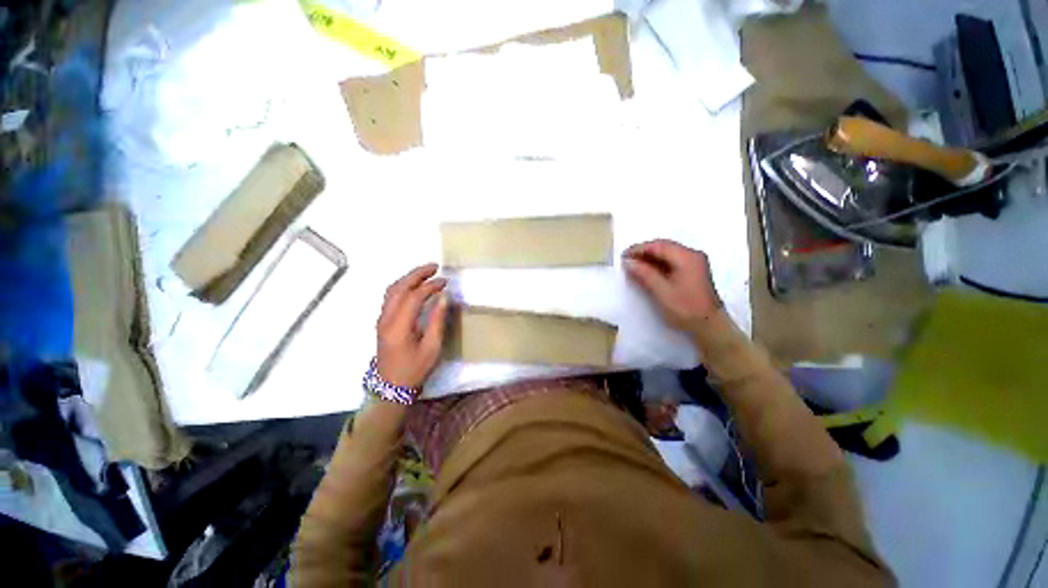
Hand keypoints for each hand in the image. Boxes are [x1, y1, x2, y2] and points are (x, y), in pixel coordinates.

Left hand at [376, 263, 448, 390]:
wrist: (391, 387)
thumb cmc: (415, 369)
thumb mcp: (432, 347)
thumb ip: (437, 320)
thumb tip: (443, 298)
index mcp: (399, 326)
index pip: (413, 297)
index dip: (430, 286)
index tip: (445, 282)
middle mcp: (386, 319)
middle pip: (399, 288)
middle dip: (416, 274)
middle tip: (434, 267)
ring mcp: (381, 320)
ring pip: (392, 291)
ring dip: (408, 278)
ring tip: (426, 273)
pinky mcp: (382, 322)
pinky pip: (390, 297)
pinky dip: (403, 286)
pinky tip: (414, 286)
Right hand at [623, 239, 721, 331]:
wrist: (709, 326)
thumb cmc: (685, 309)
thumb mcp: (661, 291)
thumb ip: (644, 274)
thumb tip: (628, 262)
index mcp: (687, 257)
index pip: (658, 246)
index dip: (639, 249)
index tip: (623, 256)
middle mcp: (692, 255)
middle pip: (664, 247)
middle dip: (644, 252)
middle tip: (627, 260)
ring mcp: (694, 262)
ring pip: (667, 253)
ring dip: (650, 258)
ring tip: (634, 266)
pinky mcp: (693, 271)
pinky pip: (672, 260)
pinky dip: (658, 264)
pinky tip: (647, 271)